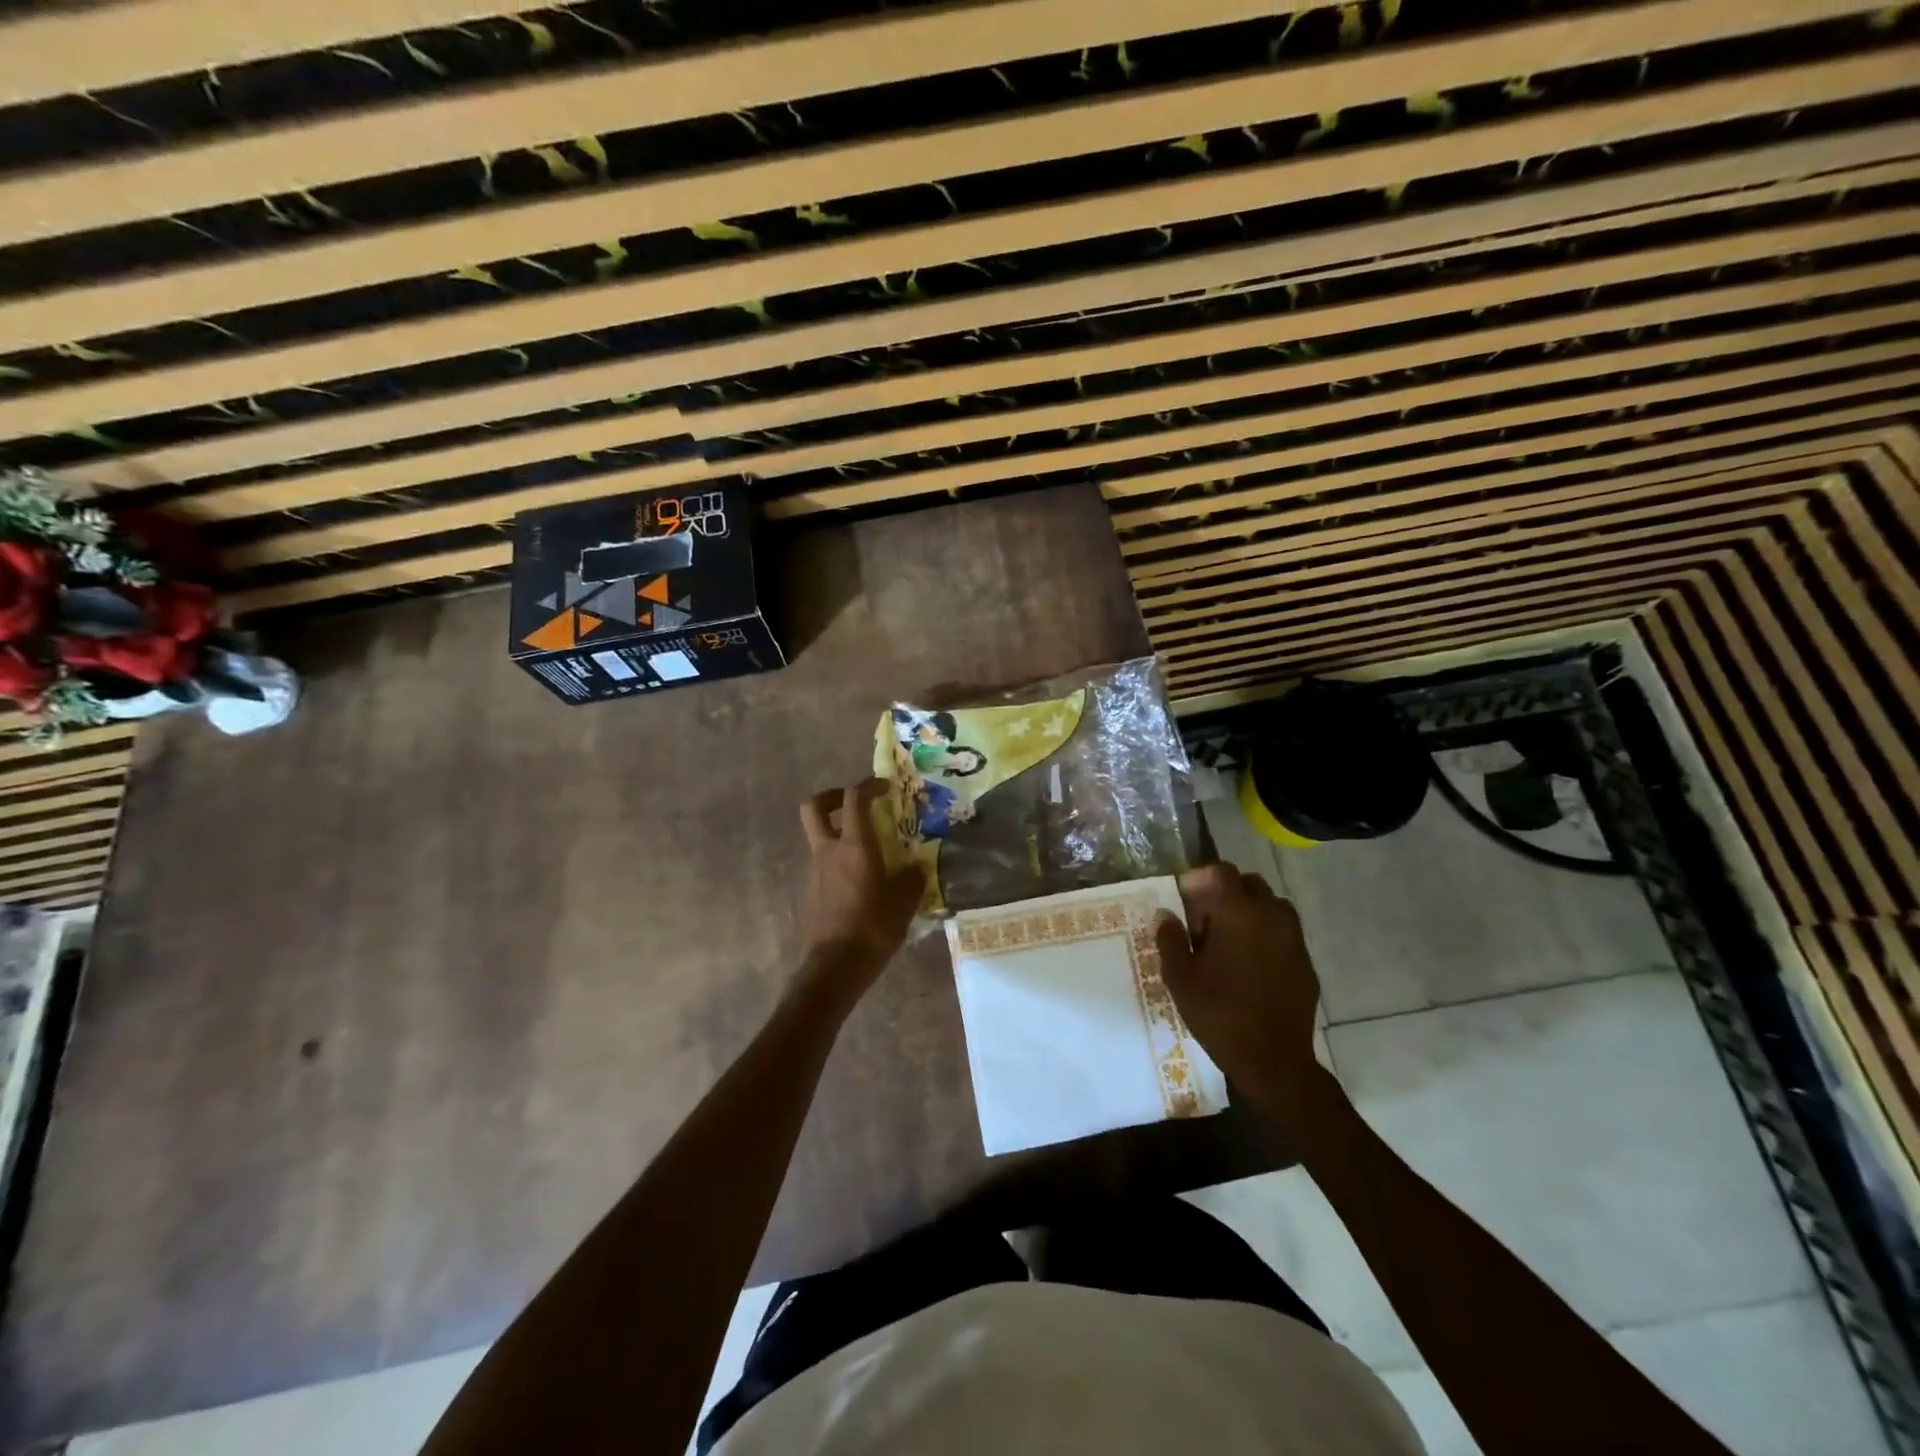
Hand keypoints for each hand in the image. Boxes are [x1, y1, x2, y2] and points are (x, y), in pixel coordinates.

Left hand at [797, 780, 925, 998]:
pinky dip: (838, 860)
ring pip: (819, 836)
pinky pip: (824, 863)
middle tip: (854, 803)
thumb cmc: (872, 928)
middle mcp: (829, 851)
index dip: (868, 785)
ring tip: (867, 848)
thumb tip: (915, 868)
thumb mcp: (903, 903)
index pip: (854, 799)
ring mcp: (815, 871)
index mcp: (854, 846)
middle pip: (814, 807)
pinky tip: (861, 880)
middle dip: (832, 797)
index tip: (885, 786)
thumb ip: (911, 879)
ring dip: (838, 832)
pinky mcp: (811, 891)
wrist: (834, 966)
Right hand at [1154, 862, 1330, 1131]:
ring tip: (1228, 942)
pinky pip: (1284, 934)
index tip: (1185, 900)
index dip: (1200, 879)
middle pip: (1249, 884)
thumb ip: (1170, 938)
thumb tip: (1165, 915)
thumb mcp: (1180, 976)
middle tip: (1204, 922)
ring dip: (1249, 913)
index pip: (1221, 871)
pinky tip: (1250, 966)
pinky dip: (1266, 937)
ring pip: (1271, 906)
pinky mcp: (1306, 962)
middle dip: (1225, 893)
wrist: (1273, 1061)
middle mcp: (1271, 915)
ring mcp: (1294, 939)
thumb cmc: (1219, 1012)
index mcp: (1239, 912)